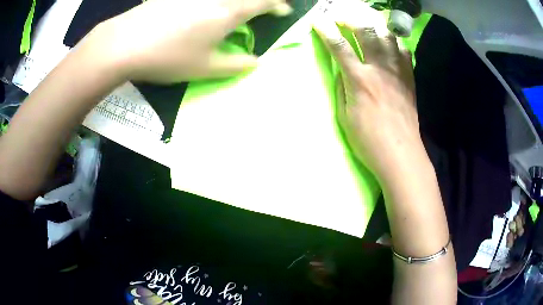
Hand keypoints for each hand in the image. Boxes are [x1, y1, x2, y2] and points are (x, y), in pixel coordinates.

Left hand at [79, 0, 292, 82]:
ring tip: (234, 10)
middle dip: (261, 0)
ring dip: (237, 2)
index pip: (264, 2)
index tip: (283, 11)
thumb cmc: (169, 57)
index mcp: (229, 11)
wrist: (125, 43)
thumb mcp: (206, 68)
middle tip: (262, 7)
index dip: (278, 5)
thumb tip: (255, 62)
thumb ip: (236, 65)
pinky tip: (203, 10)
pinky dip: (211, 3)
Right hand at [314, 5, 428, 183]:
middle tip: (342, 18)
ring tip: (366, 27)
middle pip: (366, 32)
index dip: (327, 31)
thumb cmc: (368, 140)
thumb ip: (342, 88)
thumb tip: (343, 70)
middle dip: (351, 20)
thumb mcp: (344, 116)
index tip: (319, 21)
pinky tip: (389, 46)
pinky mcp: (409, 78)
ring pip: (387, 37)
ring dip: (374, 27)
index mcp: (360, 80)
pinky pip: (404, 51)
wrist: (400, 153)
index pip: (339, 46)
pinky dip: (395, 43)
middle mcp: (380, 69)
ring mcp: (397, 72)